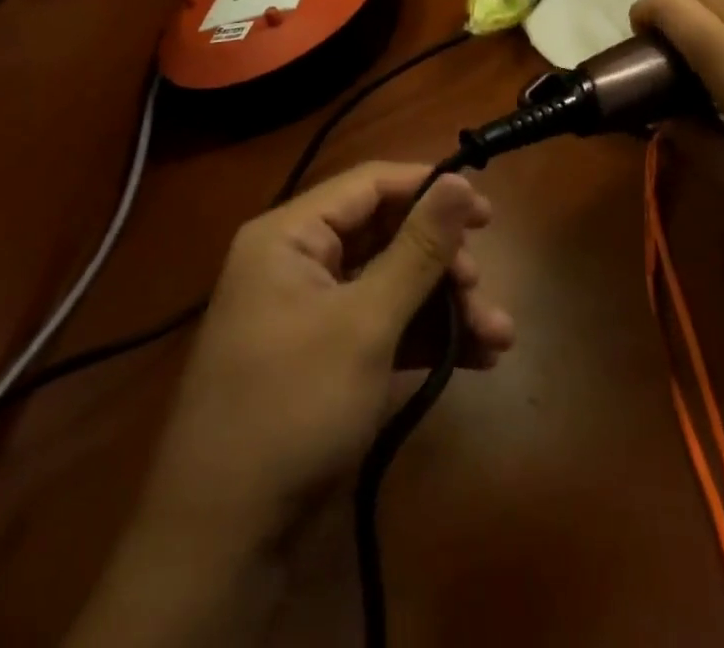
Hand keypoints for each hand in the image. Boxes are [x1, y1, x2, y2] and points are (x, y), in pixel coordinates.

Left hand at [140, 162, 513, 549]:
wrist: (224, 544)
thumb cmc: (293, 408)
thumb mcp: (365, 324)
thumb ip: (418, 249)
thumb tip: (457, 180)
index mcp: (289, 235)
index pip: (369, 184)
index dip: (428, 189)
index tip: (484, 211)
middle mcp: (298, 262)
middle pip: (386, 236)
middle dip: (443, 263)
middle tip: (481, 287)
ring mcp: (312, 312)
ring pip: (392, 285)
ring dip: (446, 307)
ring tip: (500, 336)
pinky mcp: (326, 357)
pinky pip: (383, 325)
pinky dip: (426, 338)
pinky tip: (477, 358)